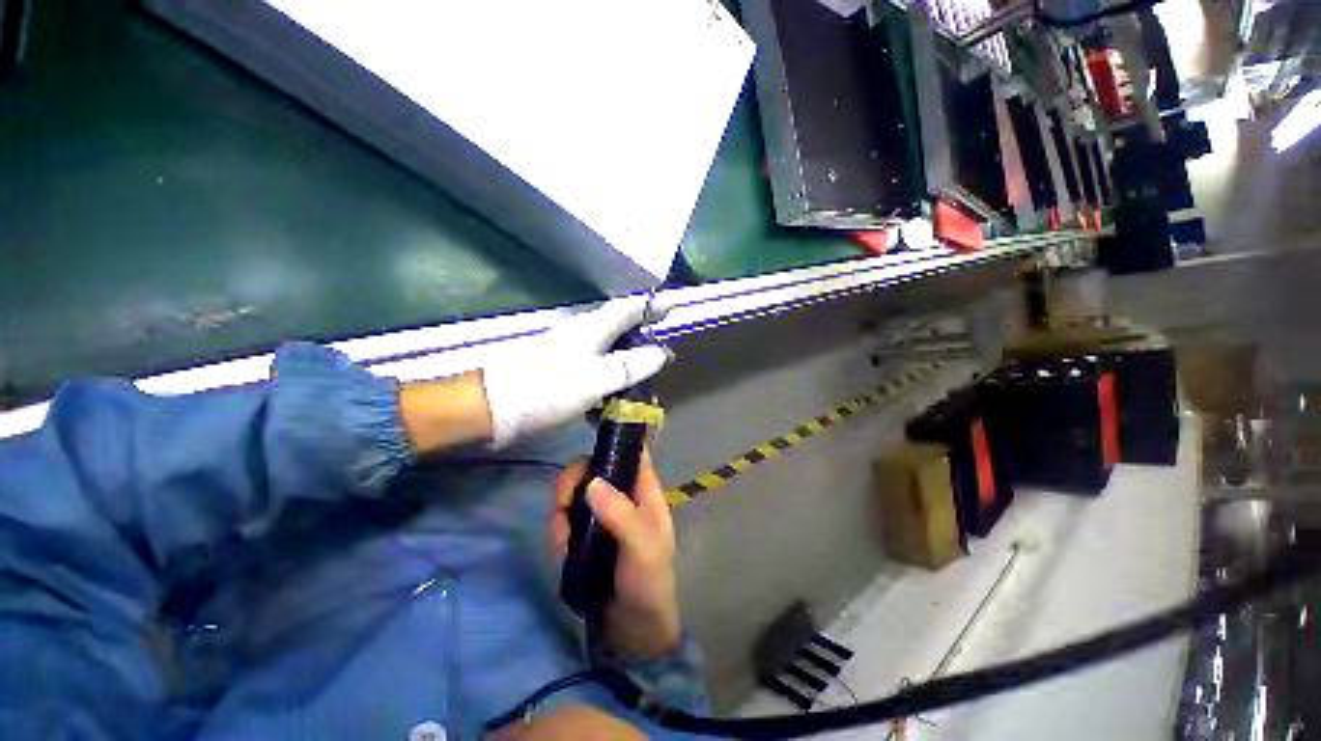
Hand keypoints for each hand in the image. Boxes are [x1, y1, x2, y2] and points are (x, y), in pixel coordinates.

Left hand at [480, 296, 669, 448]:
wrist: (492, 408)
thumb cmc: (546, 390)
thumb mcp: (595, 379)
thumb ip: (629, 366)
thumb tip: (661, 353)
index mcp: (591, 329)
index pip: (628, 309)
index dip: (652, 305)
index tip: (674, 305)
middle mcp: (581, 334)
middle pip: (619, 327)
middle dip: (644, 335)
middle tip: (664, 352)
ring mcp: (568, 351)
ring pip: (608, 349)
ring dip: (628, 359)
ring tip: (646, 377)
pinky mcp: (560, 370)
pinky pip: (595, 367)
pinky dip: (609, 377)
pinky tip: (614, 395)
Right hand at [550, 450, 681, 658]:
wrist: (633, 629)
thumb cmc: (648, 582)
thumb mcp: (643, 548)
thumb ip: (621, 515)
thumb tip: (592, 482)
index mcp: (643, 490)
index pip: (630, 452)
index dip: (611, 443)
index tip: (586, 456)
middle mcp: (622, 494)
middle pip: (593, 468)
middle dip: (572, 483)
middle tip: (562, 506)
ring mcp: (601, 513)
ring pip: (574, 492)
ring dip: (561, 512)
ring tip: (563, 542)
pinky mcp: (584, 532)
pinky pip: (564, 518)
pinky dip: (558, 530)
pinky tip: (562, 551)